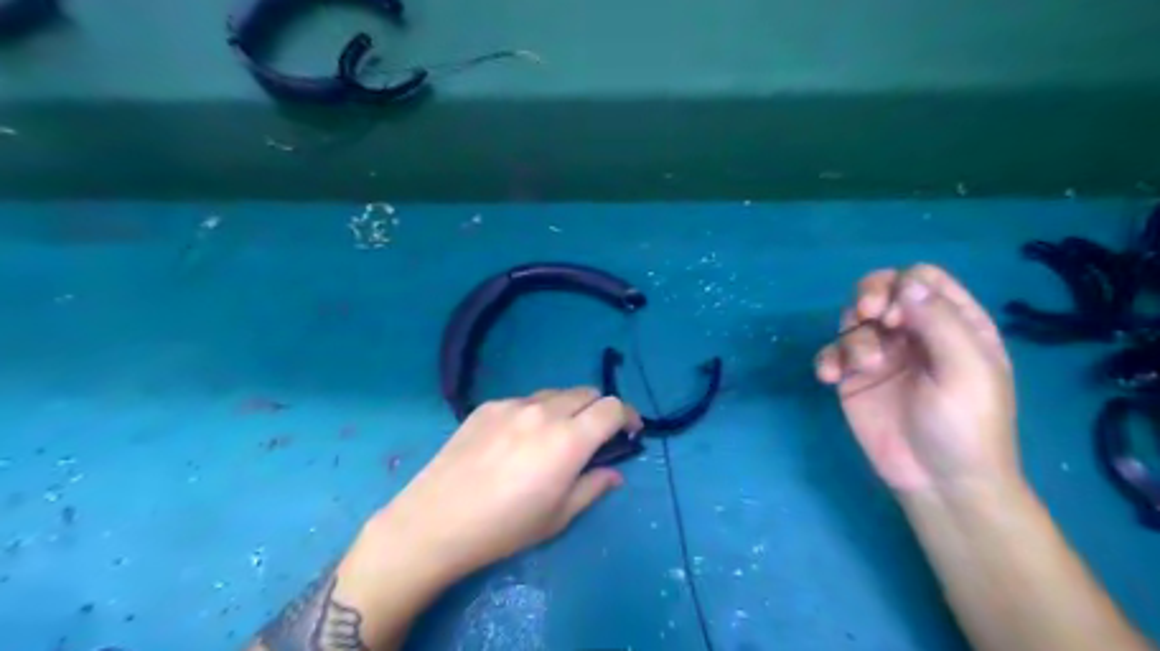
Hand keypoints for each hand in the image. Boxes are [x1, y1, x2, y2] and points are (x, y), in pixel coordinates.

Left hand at [371, 387, 643, 580]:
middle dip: (599, 410)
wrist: (435, 521)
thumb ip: (593, 487)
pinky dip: (534, 413)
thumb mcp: (558, 516)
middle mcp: (544, 411)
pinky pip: (524, 401)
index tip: (629, 433)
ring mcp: (513, 404)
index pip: (612, 407)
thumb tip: (614, 473)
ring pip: (555, 394)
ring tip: (553, 439)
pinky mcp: (487, 405)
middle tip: (593, 438)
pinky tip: (516, 442)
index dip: (628, 415)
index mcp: (568, 439)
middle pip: (587, 392)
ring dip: (567, 409)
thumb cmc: (504, 527)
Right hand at [810, 263, 1017, 493]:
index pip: (922, 280)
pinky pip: (832, 353)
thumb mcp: (966, 370)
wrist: (939, 481)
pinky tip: (830, 378)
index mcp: (953, 324)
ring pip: (853, 320)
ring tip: (861, 367)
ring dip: (852, 337)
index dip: (903, 286)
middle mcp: (914, 332)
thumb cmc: (966, 425)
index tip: (895, 317)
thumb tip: (905, 283)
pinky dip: (828, 359)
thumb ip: (939, 321)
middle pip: (882, 289)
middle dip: (868, 296)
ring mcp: (881, 355)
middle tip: (867, 317)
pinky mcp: (854, 378)